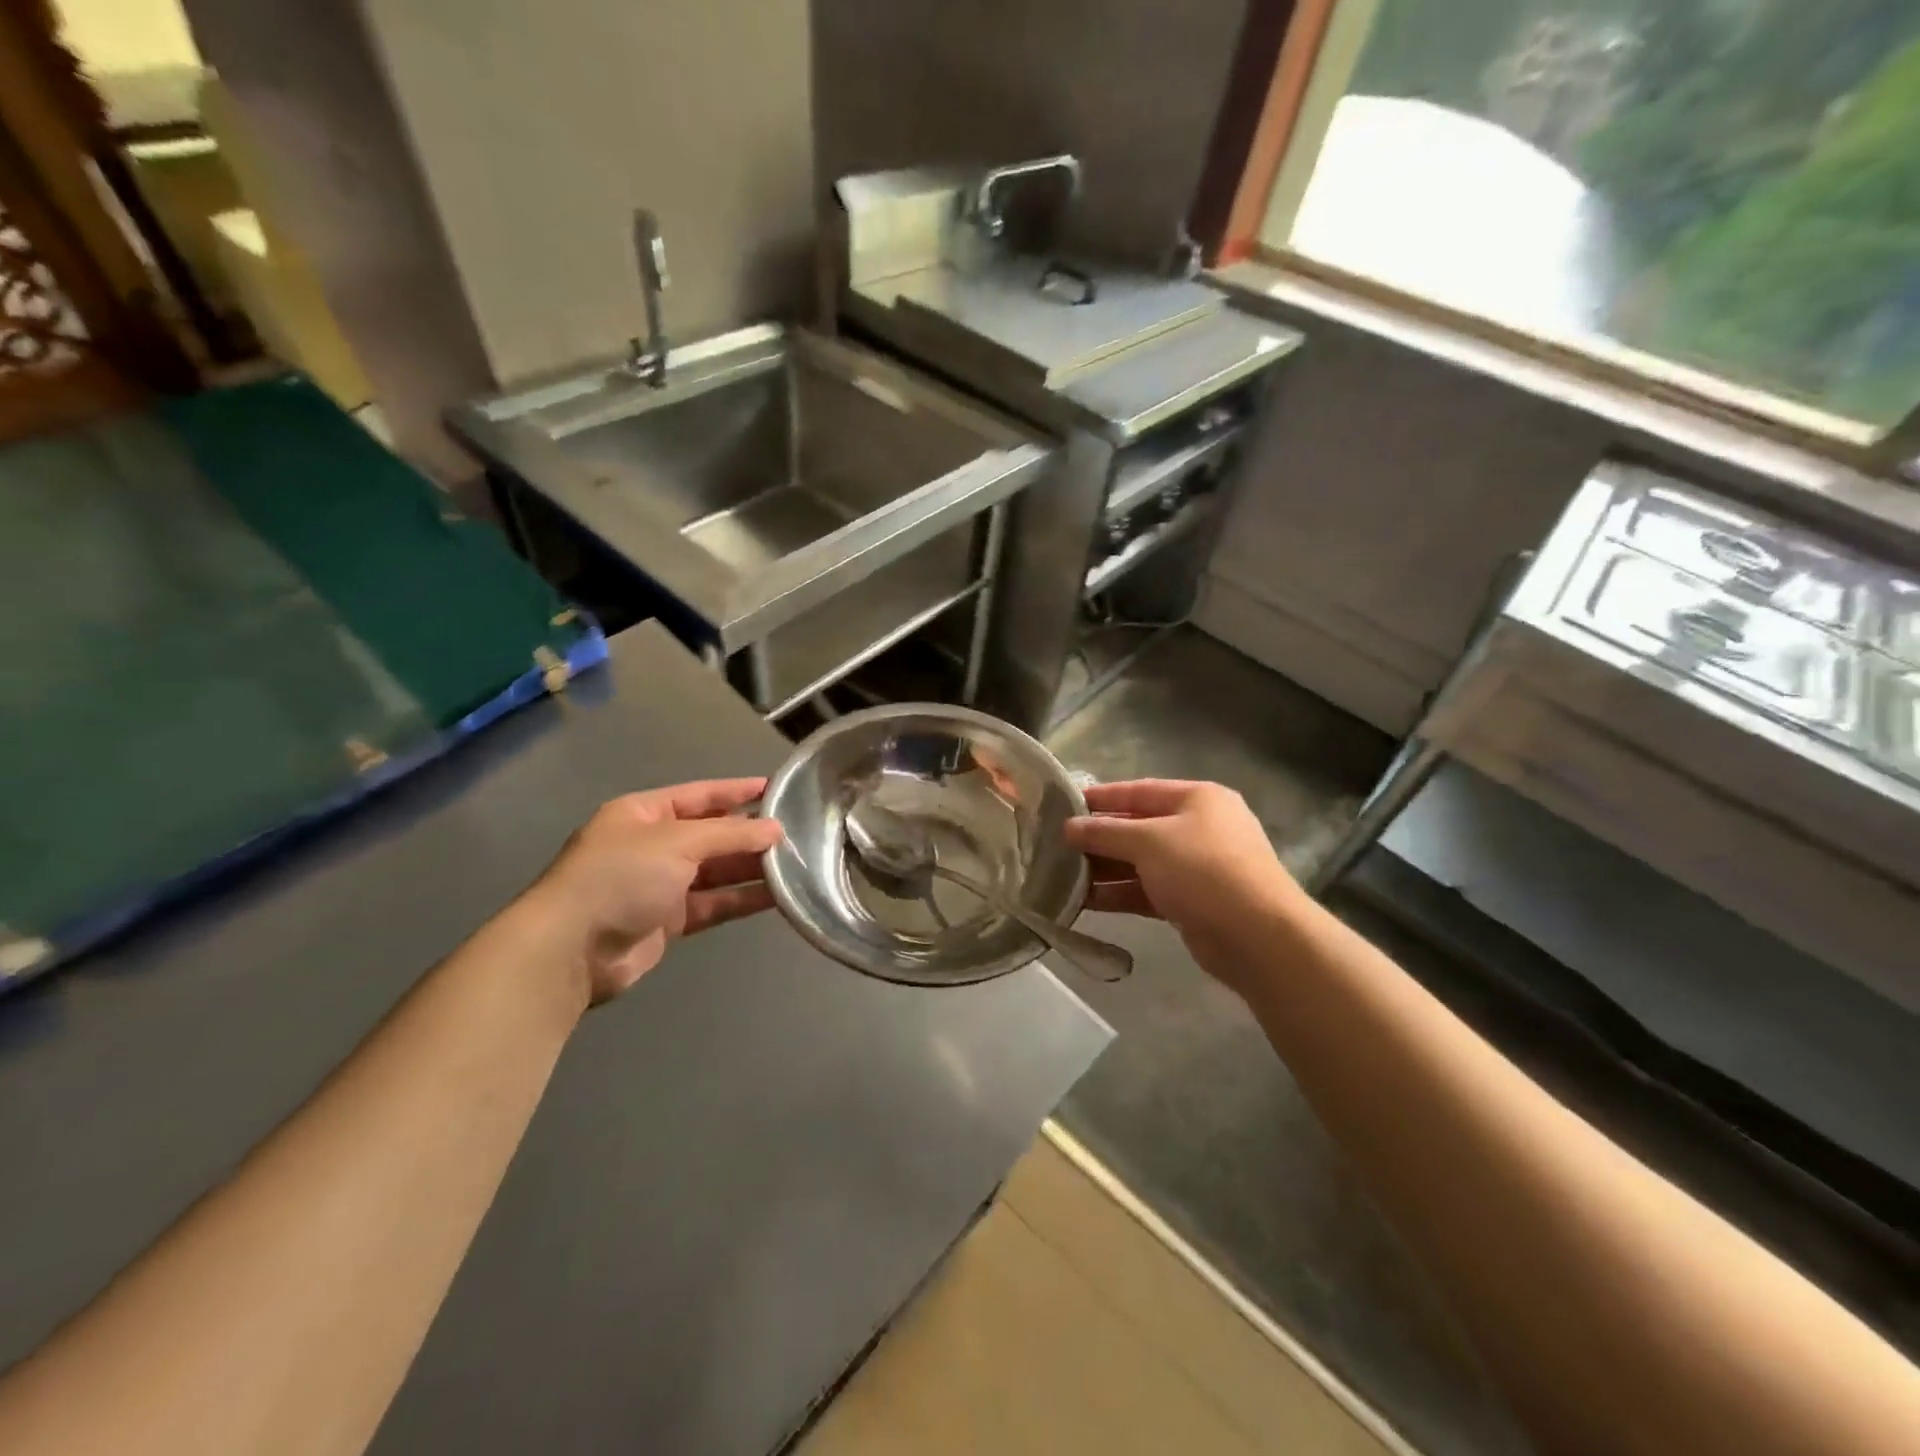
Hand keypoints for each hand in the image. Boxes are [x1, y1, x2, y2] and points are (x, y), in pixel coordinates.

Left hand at [526, 779, 782, 1004]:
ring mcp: (659, 884)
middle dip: (750, 833)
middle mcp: (652, 845)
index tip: (778, 789)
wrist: (572, 950)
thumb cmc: (620, 877)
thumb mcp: (677, 842)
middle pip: (711, 834)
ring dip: (751, 868)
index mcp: (644, 813)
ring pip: (716, 871)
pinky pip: (714, 903)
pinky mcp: (668, 921)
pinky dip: (742, 899)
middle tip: (797, 832)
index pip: (701, 795)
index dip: (737, 791)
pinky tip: (777, 895)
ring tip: (796, 863)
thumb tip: (775, 830)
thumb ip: (730, 834)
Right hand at [1065, 780, 1305, 992]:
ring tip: (1060, 874)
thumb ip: (1106, 832)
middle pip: (1138, 827)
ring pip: (1139, 862)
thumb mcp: (1149, 841)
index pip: (1140, 791)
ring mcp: (1196, 867)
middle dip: (1099, 837)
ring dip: (1103, 869)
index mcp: (1197, 799)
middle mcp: (1198, 828)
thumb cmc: (1203, 870)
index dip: (1102, 797)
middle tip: (1055, 844)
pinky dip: (1118, 894)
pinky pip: (1146, 891)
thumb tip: (1068, 827)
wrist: (1257, 936)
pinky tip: (1083, 901)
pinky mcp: (1190, 902)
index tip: (1064, 804)